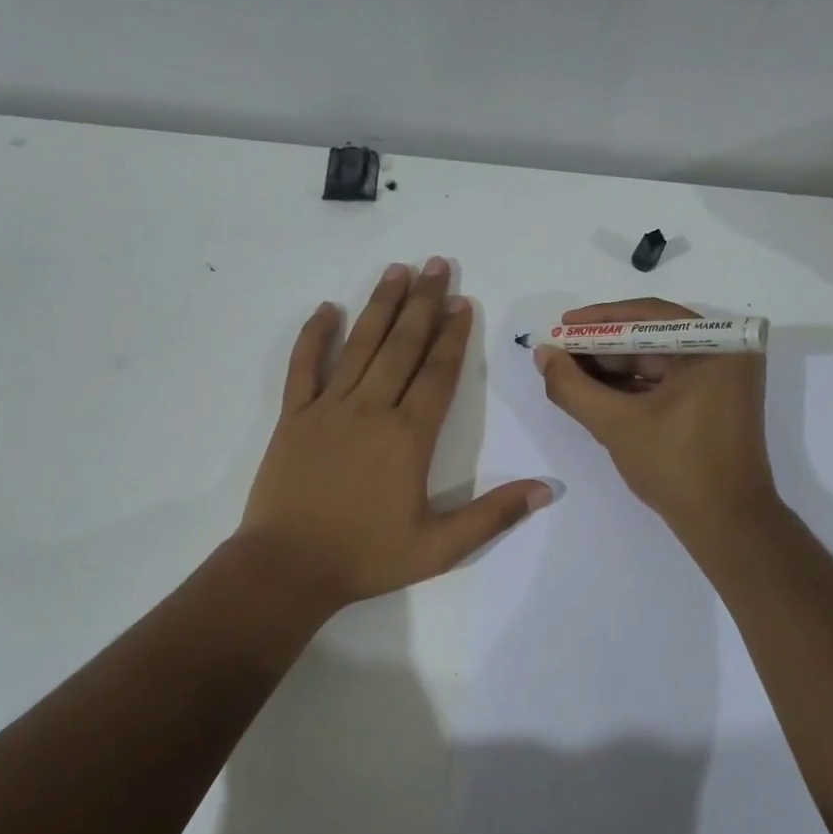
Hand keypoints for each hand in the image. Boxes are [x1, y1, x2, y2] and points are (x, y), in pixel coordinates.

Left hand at [240, 259, 550, 611]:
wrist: (287, 569)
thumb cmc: (366, 557)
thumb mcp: (440, 548)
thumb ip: (493, 516)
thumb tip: (545, 489)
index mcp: (409, 437)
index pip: (439, 373)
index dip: (454, 336)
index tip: (463, 303)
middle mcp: (371, 410)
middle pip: (402, 346)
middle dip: (423, 303)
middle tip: (437, 264)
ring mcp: (328, 409)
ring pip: (360, 346)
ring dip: (380, 306)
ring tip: (396, 270)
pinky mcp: (294, 418)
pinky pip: (303, 367)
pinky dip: (314, 337)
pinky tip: (326, 309)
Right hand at [533, 299, 777, 537]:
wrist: (726, 524)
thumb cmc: (676, 467)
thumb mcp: (616, 424)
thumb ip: (573, 387)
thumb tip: (542, 354)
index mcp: (716, 347)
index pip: (648, 316)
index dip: (599, 320)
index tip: (561, 327)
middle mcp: (726, 354)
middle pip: (651, 337)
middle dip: (602, 347)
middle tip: (559, 353)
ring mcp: (722, 380)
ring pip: (656, 361)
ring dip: (613, 368)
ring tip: (569, 373)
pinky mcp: (713, 403)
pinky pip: (666, 382)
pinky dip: (632, 387)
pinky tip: (595, 392)